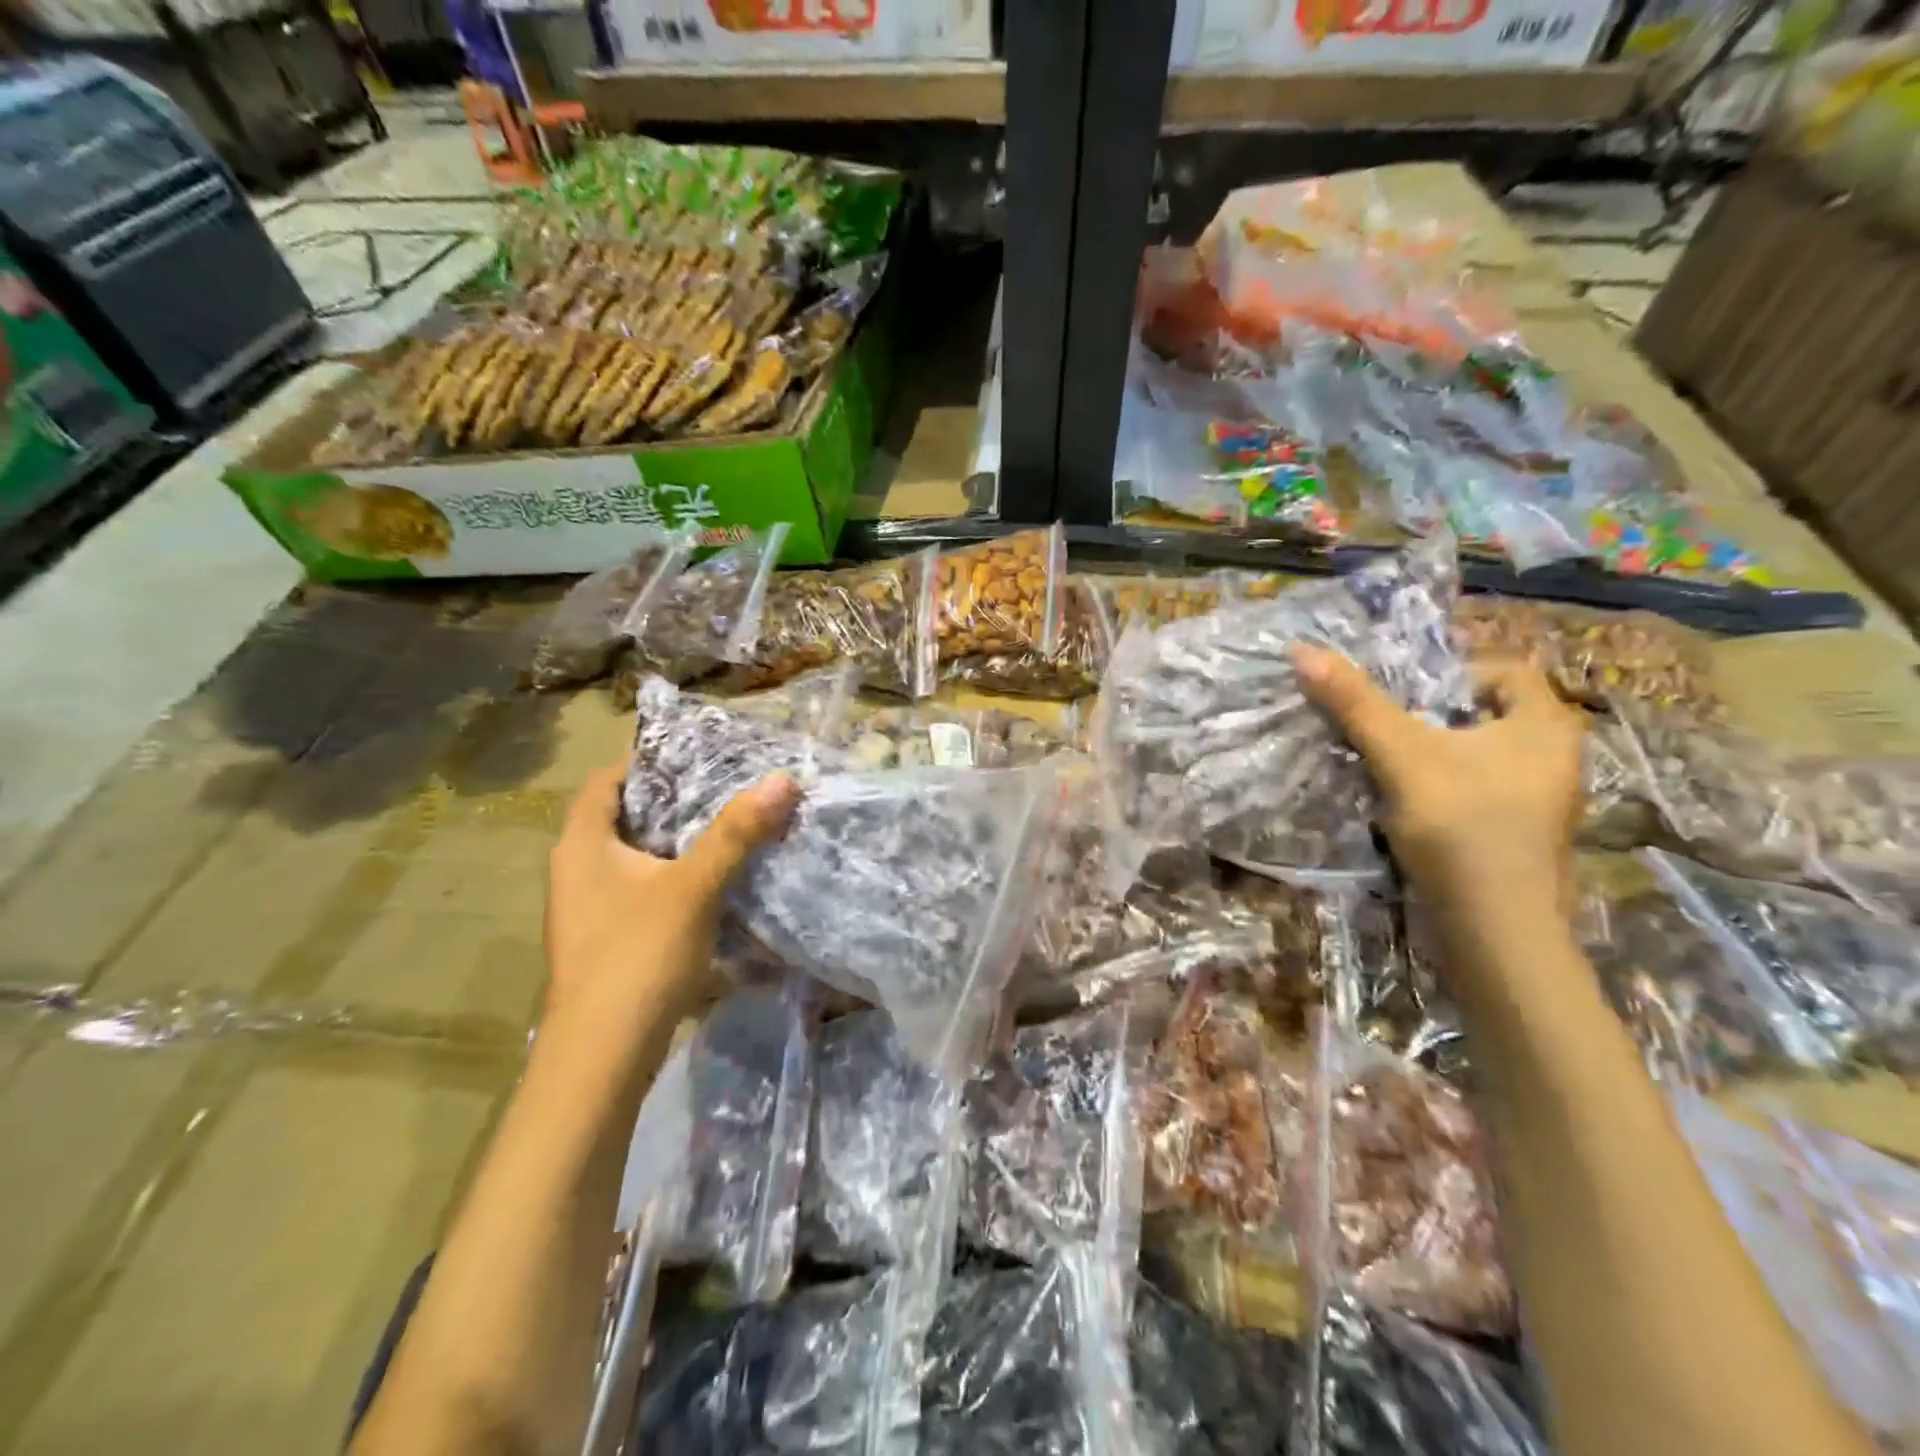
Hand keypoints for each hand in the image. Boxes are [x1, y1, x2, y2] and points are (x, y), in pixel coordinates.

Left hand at [545, 763, 799, 1036]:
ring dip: (675, 842)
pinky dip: (672, 877)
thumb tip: (782, 779)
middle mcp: (575, 869)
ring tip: (727, 826)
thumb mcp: (693, 887)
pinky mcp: (605, 939)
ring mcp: (587, 908)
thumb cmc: (638, 955)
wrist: (602, 1056)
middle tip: (724, 785)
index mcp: (581, 844)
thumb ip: (736, 833)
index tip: (695, 754)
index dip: (645, 761)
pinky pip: (640, 889)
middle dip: (671, 800)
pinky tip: (713, 882)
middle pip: (621, 817)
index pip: (606, 780)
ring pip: (634, 857)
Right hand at [1294, 646, 1586, 910]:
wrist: (1494, 929)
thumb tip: (1302, 650)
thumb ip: (1354, 703)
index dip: (1450, 673)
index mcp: (1545, 725)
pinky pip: (1478, 790)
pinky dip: (1444, 788)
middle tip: (1387, 725)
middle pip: (1485, 714)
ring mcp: (1542, 801)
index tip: (1401, 694)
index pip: (1502, 670)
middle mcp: (1556, 756)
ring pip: (1479, 755)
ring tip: (1388, 764)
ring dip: (1435, 754)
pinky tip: (1409, 806)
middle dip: (1434, 715)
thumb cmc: (1460, 826)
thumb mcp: (1400, 755)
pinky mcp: (1520, 835)